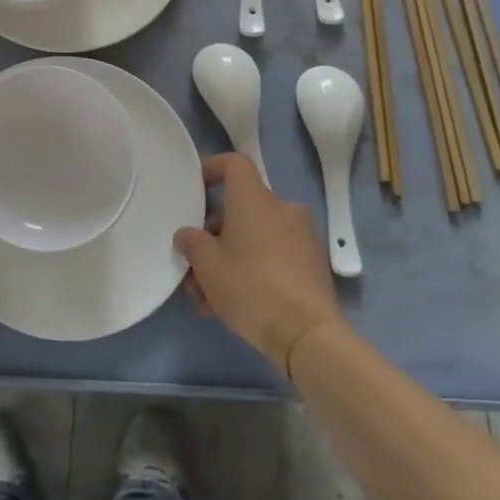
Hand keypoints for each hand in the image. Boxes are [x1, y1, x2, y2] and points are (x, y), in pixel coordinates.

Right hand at [176, 153, 344, 375]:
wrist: (309, 335)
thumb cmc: (251, 287)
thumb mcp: (207, 266)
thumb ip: (191, 243)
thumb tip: (187, 235)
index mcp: (255, 200)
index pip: (235, 164)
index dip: (212, 168)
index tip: (195, 188)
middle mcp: (281, 209)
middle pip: (240, 209)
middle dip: (213, 237)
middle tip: (195, 267)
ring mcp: (301, 237)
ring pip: (254, 238)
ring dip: (229, 259)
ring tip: (207, 297)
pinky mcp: (312, 264)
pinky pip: (273, 256)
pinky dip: (252, 270)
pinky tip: (233, 306)